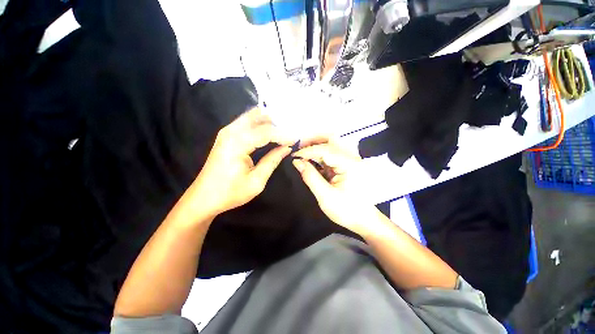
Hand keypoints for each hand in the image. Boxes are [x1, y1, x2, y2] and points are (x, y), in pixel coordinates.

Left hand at [189, 108, 292, 217]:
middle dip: (277, 123)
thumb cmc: (230, 193)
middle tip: (290, 133)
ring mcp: (227, 131)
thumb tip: (287, 148)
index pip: (266, 132)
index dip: (284, 135)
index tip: (297, 140)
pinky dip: (260, 124)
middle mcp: (230, 132)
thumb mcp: (256, 181)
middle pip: (258, 116)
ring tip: (283, 132)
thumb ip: (272, 161)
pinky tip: (270, 133)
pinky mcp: (226, 135)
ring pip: (252, 116)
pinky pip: (247, 122)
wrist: (204, 198)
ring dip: (269, 122)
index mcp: (237, 143)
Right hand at [292, 138, 377, 236]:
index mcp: (350, 164)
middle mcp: (351, 158)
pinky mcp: (344, 165)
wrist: (362, 219)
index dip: (308, 151)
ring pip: (329, 146)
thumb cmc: (346, 210)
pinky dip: (318, 156)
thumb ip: (310, 177)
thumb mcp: (325, 196)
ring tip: (301, 154)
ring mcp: (348, 160)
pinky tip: (309, 160)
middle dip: (312, 143)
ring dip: (314, 148)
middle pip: (329, 142)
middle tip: (297, 149)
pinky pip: (329, 155)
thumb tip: (296, 162)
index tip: (294, 156)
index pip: (326, 150)